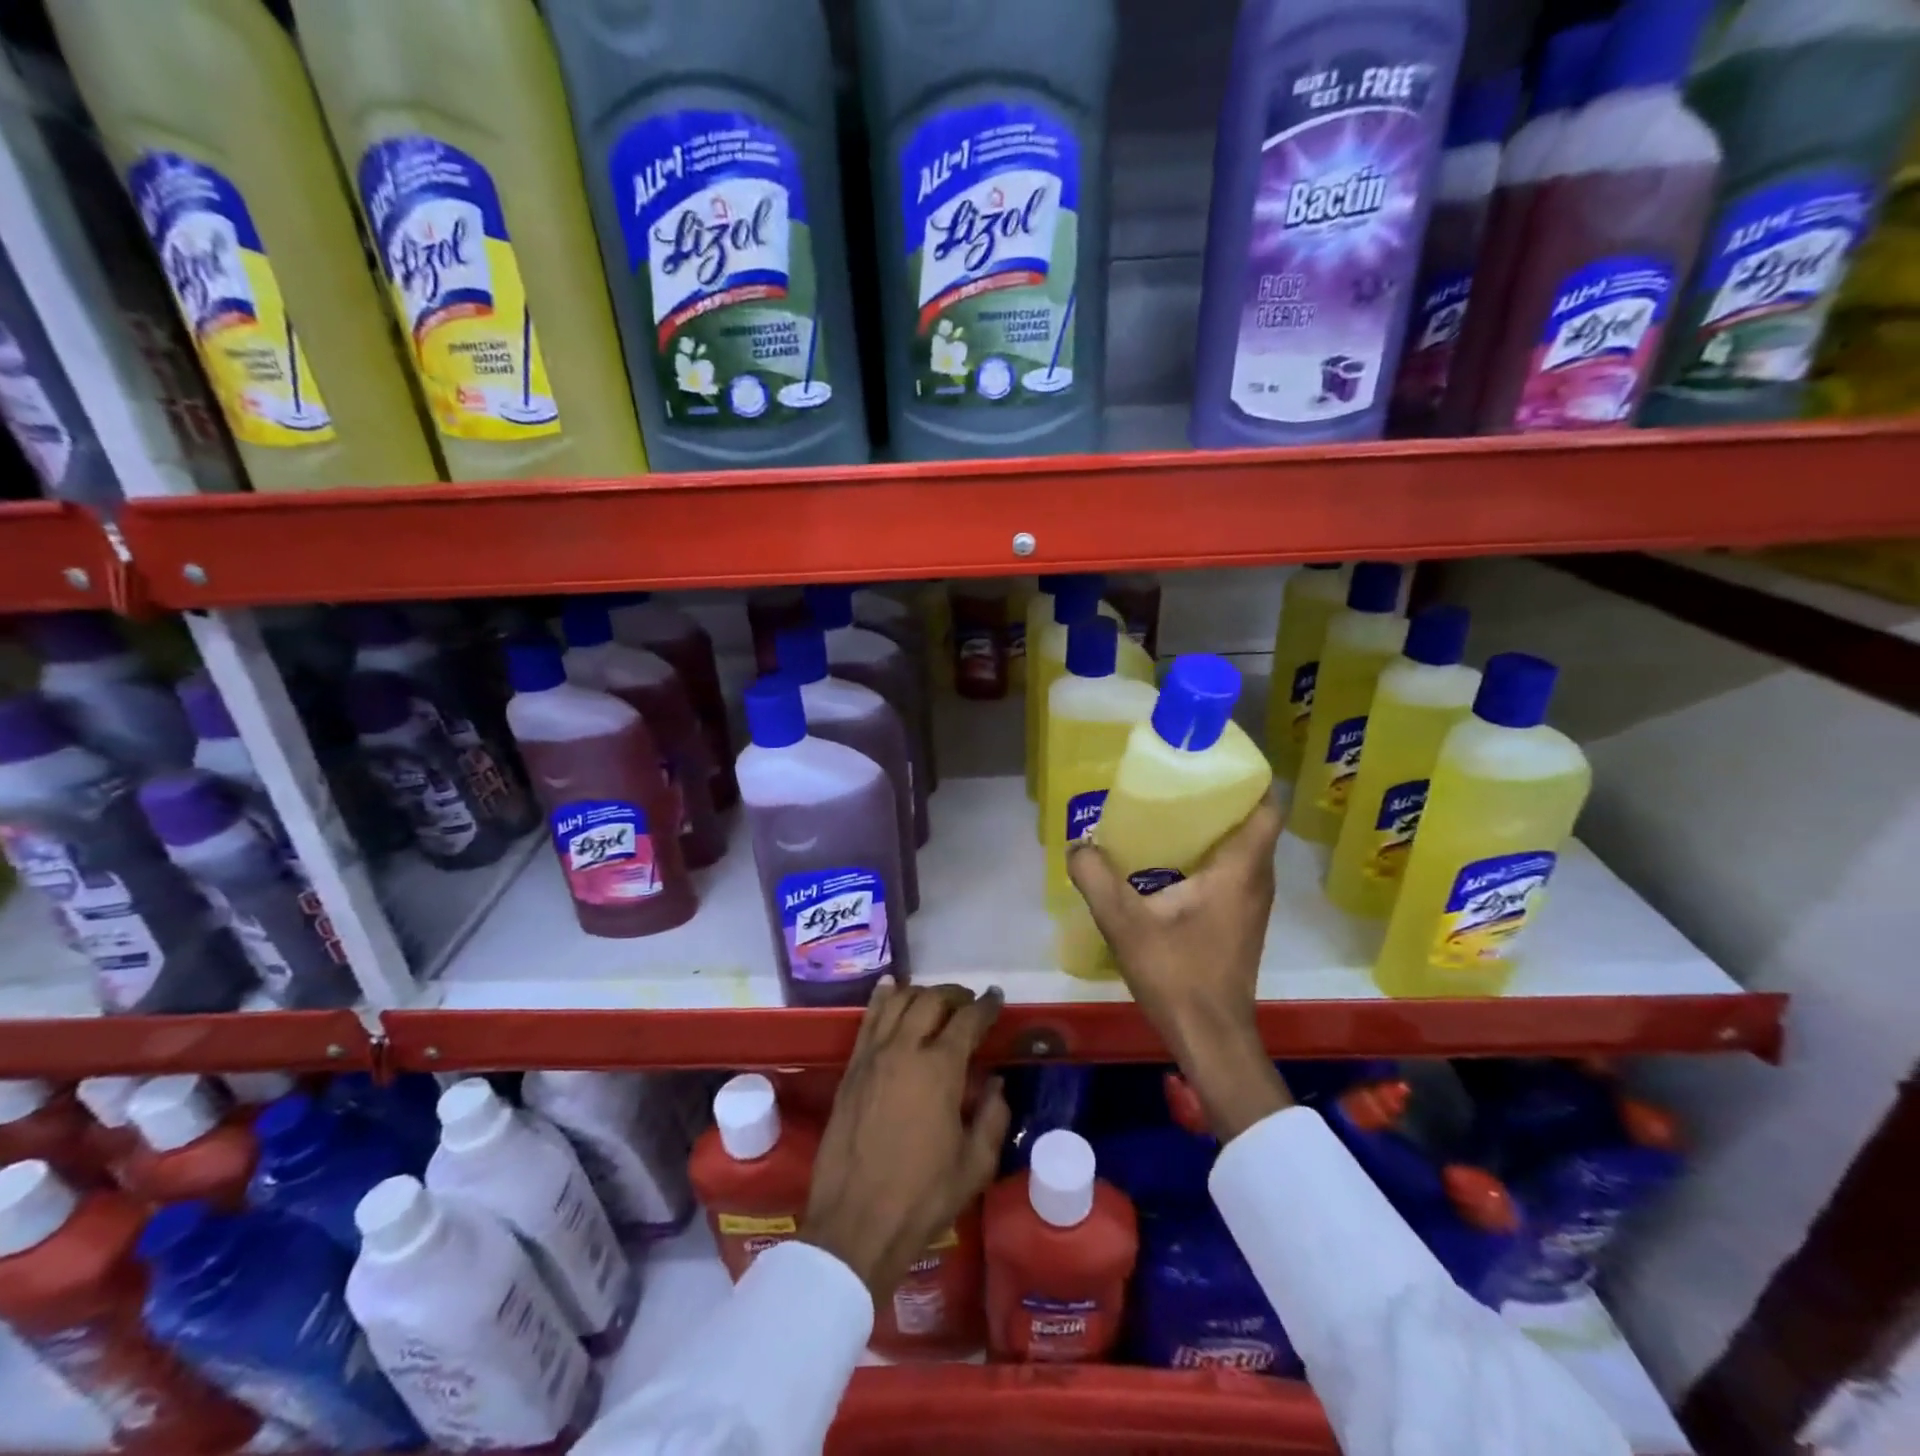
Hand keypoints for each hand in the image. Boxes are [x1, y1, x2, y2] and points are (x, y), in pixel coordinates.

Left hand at [802, 982, 1010, 1299]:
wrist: (856, 1223)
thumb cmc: (922, 1197)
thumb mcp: (975, 1165)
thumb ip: (993, 1117)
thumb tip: (996, 1083)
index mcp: (940, 1069)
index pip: (968, 1020)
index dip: (986, 1005)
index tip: (996, 998)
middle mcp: (905, 1050)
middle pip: (931, 1000)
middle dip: (954, 994)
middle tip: (968, 1001)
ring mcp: (872, 1056)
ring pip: (897, 1002)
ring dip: (920, 992)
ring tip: (934, 998)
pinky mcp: (850, 1069)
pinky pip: (868, 1020)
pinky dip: (882, 998)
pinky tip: (889, 988)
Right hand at [1068, 798, 1290, 1141]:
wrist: (1209, 1035)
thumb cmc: (1176, 974)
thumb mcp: (1123, 922)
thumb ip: (1096, 878)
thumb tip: (1079, 845)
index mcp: (1240, 869)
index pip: (1267, 806)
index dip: (1248, 775)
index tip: (1212, 758)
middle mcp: (1256, 880)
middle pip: (1251, 821)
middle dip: (1219, 796)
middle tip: (1176, 781)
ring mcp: (1252, 903)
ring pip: (1242, 847)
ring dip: (1213, 827)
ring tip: (1168, 813)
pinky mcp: (1241, 921)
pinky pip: (1233, 870)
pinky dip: (1209, 855)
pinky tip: (1168, 862)